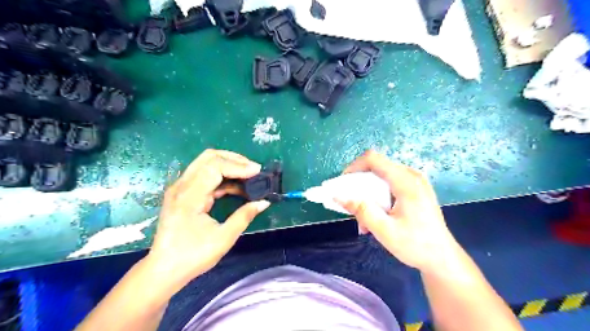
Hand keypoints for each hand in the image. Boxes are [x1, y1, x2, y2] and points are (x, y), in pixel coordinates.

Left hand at [147, 150, 270, 284]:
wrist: (164, 270)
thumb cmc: (192, 256)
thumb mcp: (223, 238)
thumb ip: (244, 216)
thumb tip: (264, 202)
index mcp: (189, 196)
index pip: (215, 166)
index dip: (239, 166)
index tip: (258, 172)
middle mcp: (182, 186)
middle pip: (209, 157)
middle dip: (234, 159)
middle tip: (254, 169)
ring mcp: (181, 188)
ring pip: (207, 163)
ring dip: (229, 166)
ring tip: (250, 177)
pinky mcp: (184, 193)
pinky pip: (206, 176)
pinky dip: (223, 177)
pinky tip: (238, 187)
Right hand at [338, 151, 456, 273]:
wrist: (443, 259)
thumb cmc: (416, 245)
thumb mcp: (385, 231)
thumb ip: (361, 211)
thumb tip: (338, 196)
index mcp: (406, 182)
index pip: (373, 159)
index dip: (354, 167)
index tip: (343, 184)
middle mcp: (412, 176)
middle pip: (377, 167)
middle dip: (359, 184)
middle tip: (352, 205)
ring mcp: (415, 181)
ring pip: (381, 176)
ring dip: (368, 193)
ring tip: (364, 218)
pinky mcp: (415, 189)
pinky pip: (389, 184)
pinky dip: (378, 196)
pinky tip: (376, 216)